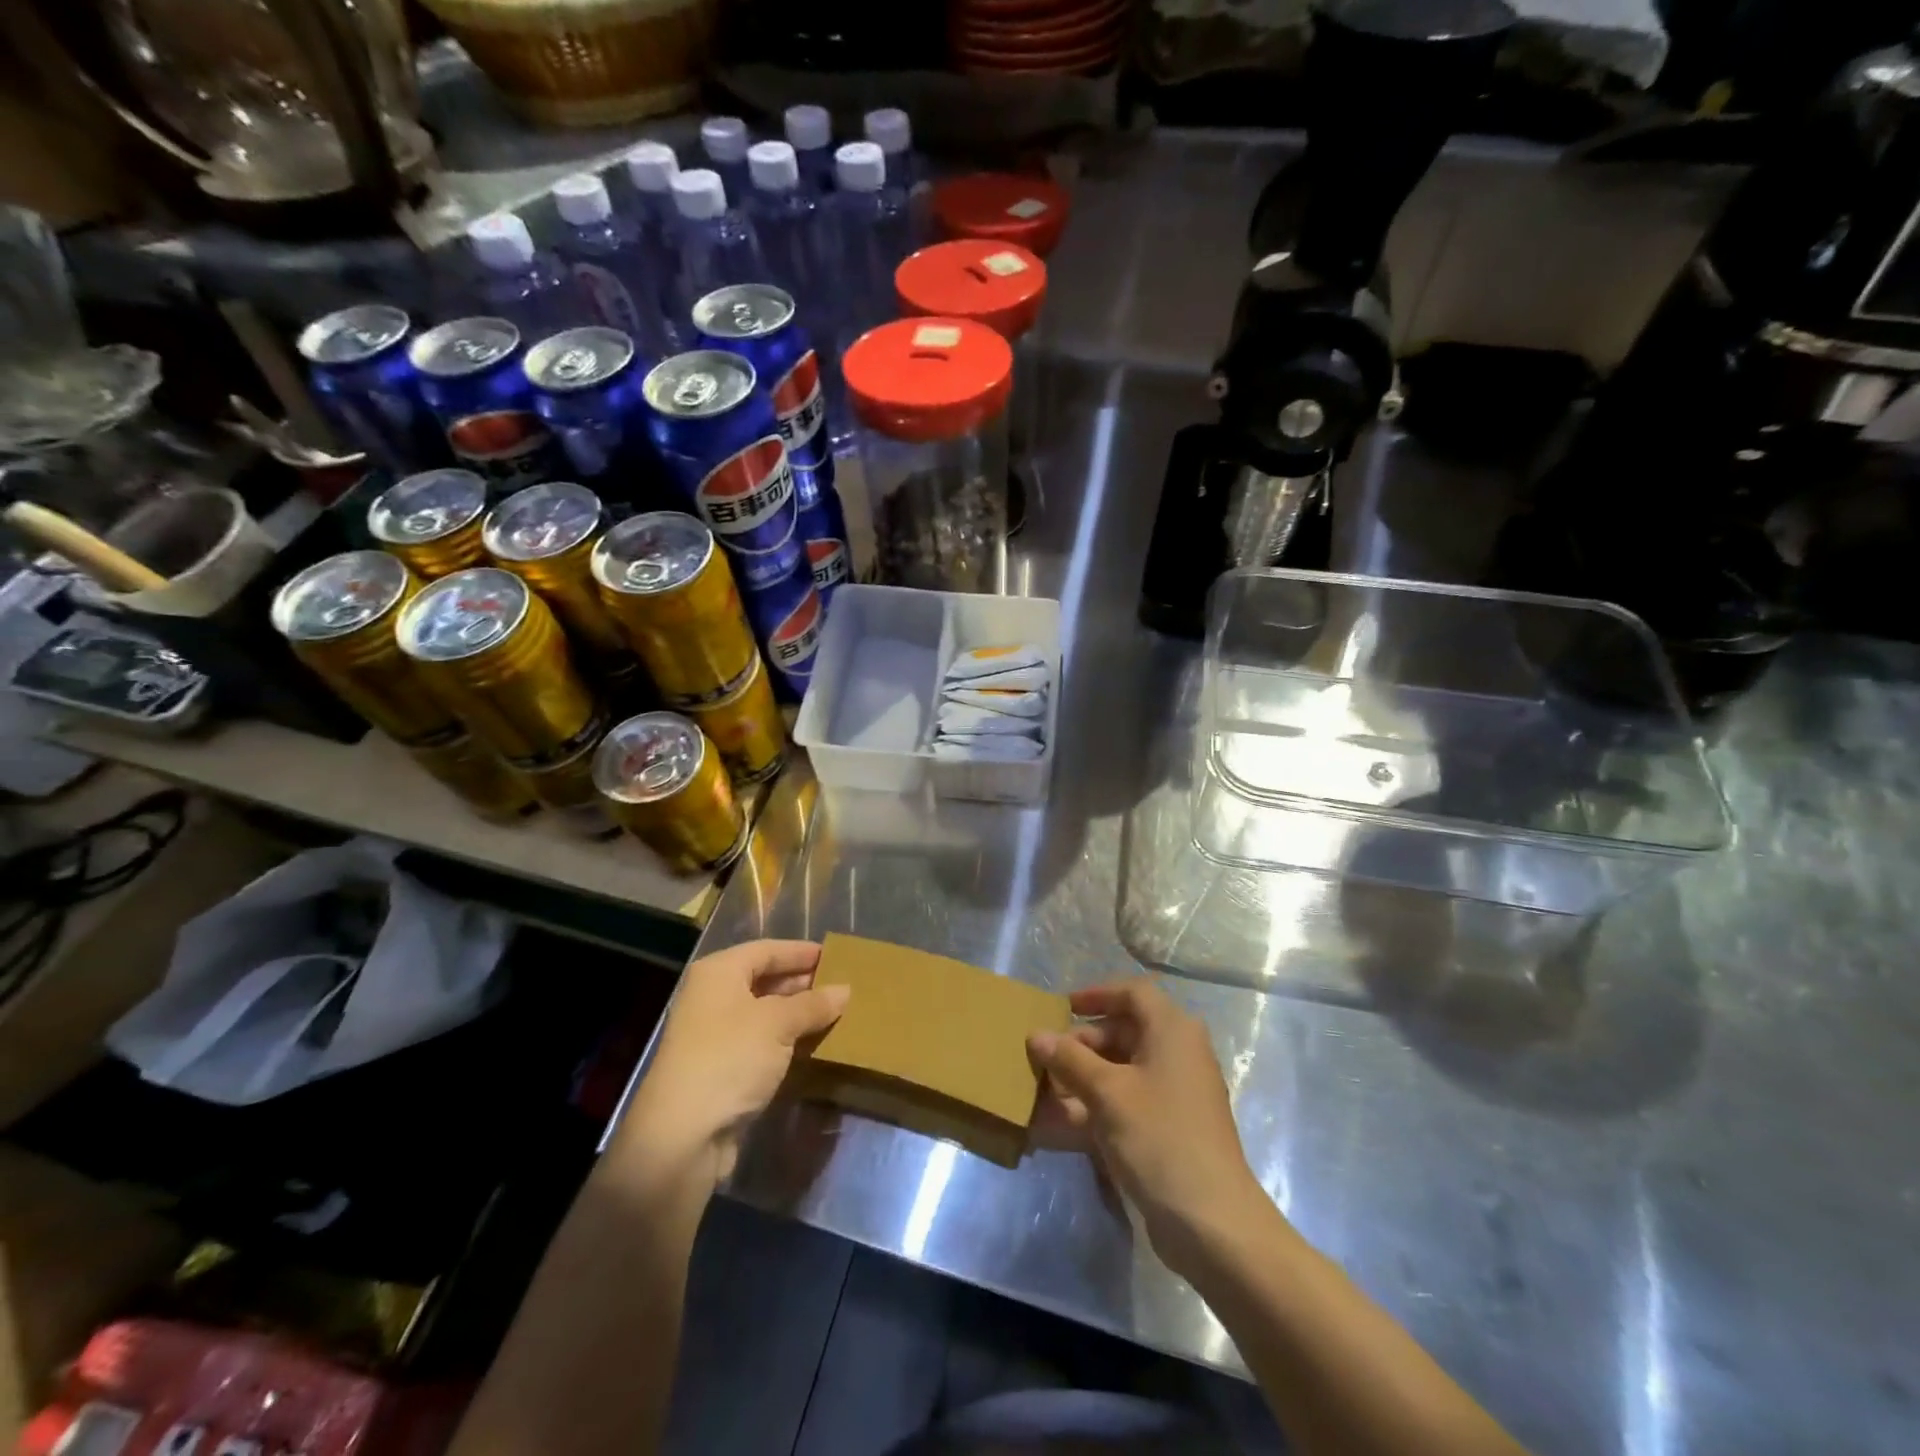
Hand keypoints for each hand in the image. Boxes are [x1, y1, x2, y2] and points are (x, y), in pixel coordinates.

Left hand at [620, 940, 847, 1186]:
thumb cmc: (730, 1059)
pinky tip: (812, 1046)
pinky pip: (760, 1044)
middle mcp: (711, 998)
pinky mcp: (719, 1069)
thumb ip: (813, 1004)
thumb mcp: (778, 1024)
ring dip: (796, 1015)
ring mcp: (713, 1036)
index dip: (800, 952)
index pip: (766, 950)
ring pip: (763, 1015)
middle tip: (840, 986)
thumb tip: (845, 990)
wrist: (682, 1136)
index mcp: (718, 973)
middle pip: (763, 980)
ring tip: (834, 1014)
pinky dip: (785, 1042)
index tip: (835, 956)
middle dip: (801, 983)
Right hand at [1029, 979, 1269, 1272]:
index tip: (1062, 1007)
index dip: (1096, 995)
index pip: (1132, 993)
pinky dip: (1100, 1103)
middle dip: (1083, 1043)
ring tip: (1048, 1090)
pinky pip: (1130, 1099)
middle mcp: (1180, 1052)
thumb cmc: (1159, 1137)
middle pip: (1126, 1030)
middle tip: (1048, 1059)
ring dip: (1086, 1076)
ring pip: (1125, 1068)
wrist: (1212, 1222)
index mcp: (1172, 1030)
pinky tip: (1066, 1120)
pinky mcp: (1173, 1126)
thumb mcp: (1107, 1093)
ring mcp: (1178, 1091)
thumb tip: (1035, 1034)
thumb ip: (1069, 1060)